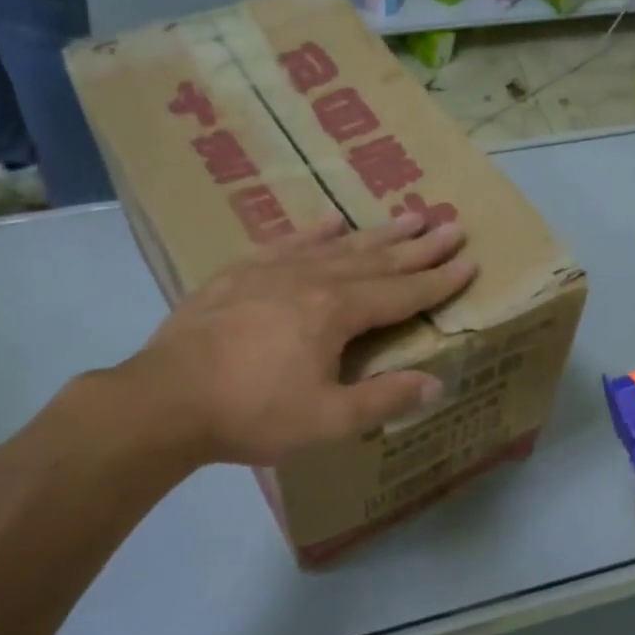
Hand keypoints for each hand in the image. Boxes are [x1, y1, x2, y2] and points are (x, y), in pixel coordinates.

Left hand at [133, 212, 475, 465]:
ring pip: (337, 245)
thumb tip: (437, 384)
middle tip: (450, 225)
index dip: (438, 280)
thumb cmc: (252, 413)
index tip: (468, 261)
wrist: (166, 398)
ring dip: (376, 233)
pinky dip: (314, 231)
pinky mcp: (239, 272)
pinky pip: (287, 242)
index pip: (402, 293)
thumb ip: (384, 400)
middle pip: (376, 259)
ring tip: (407, 214)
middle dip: (418, 246)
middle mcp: (311, 279)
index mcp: (337, 312)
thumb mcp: (327, 420)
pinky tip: (330, 221)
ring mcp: (272, 270)